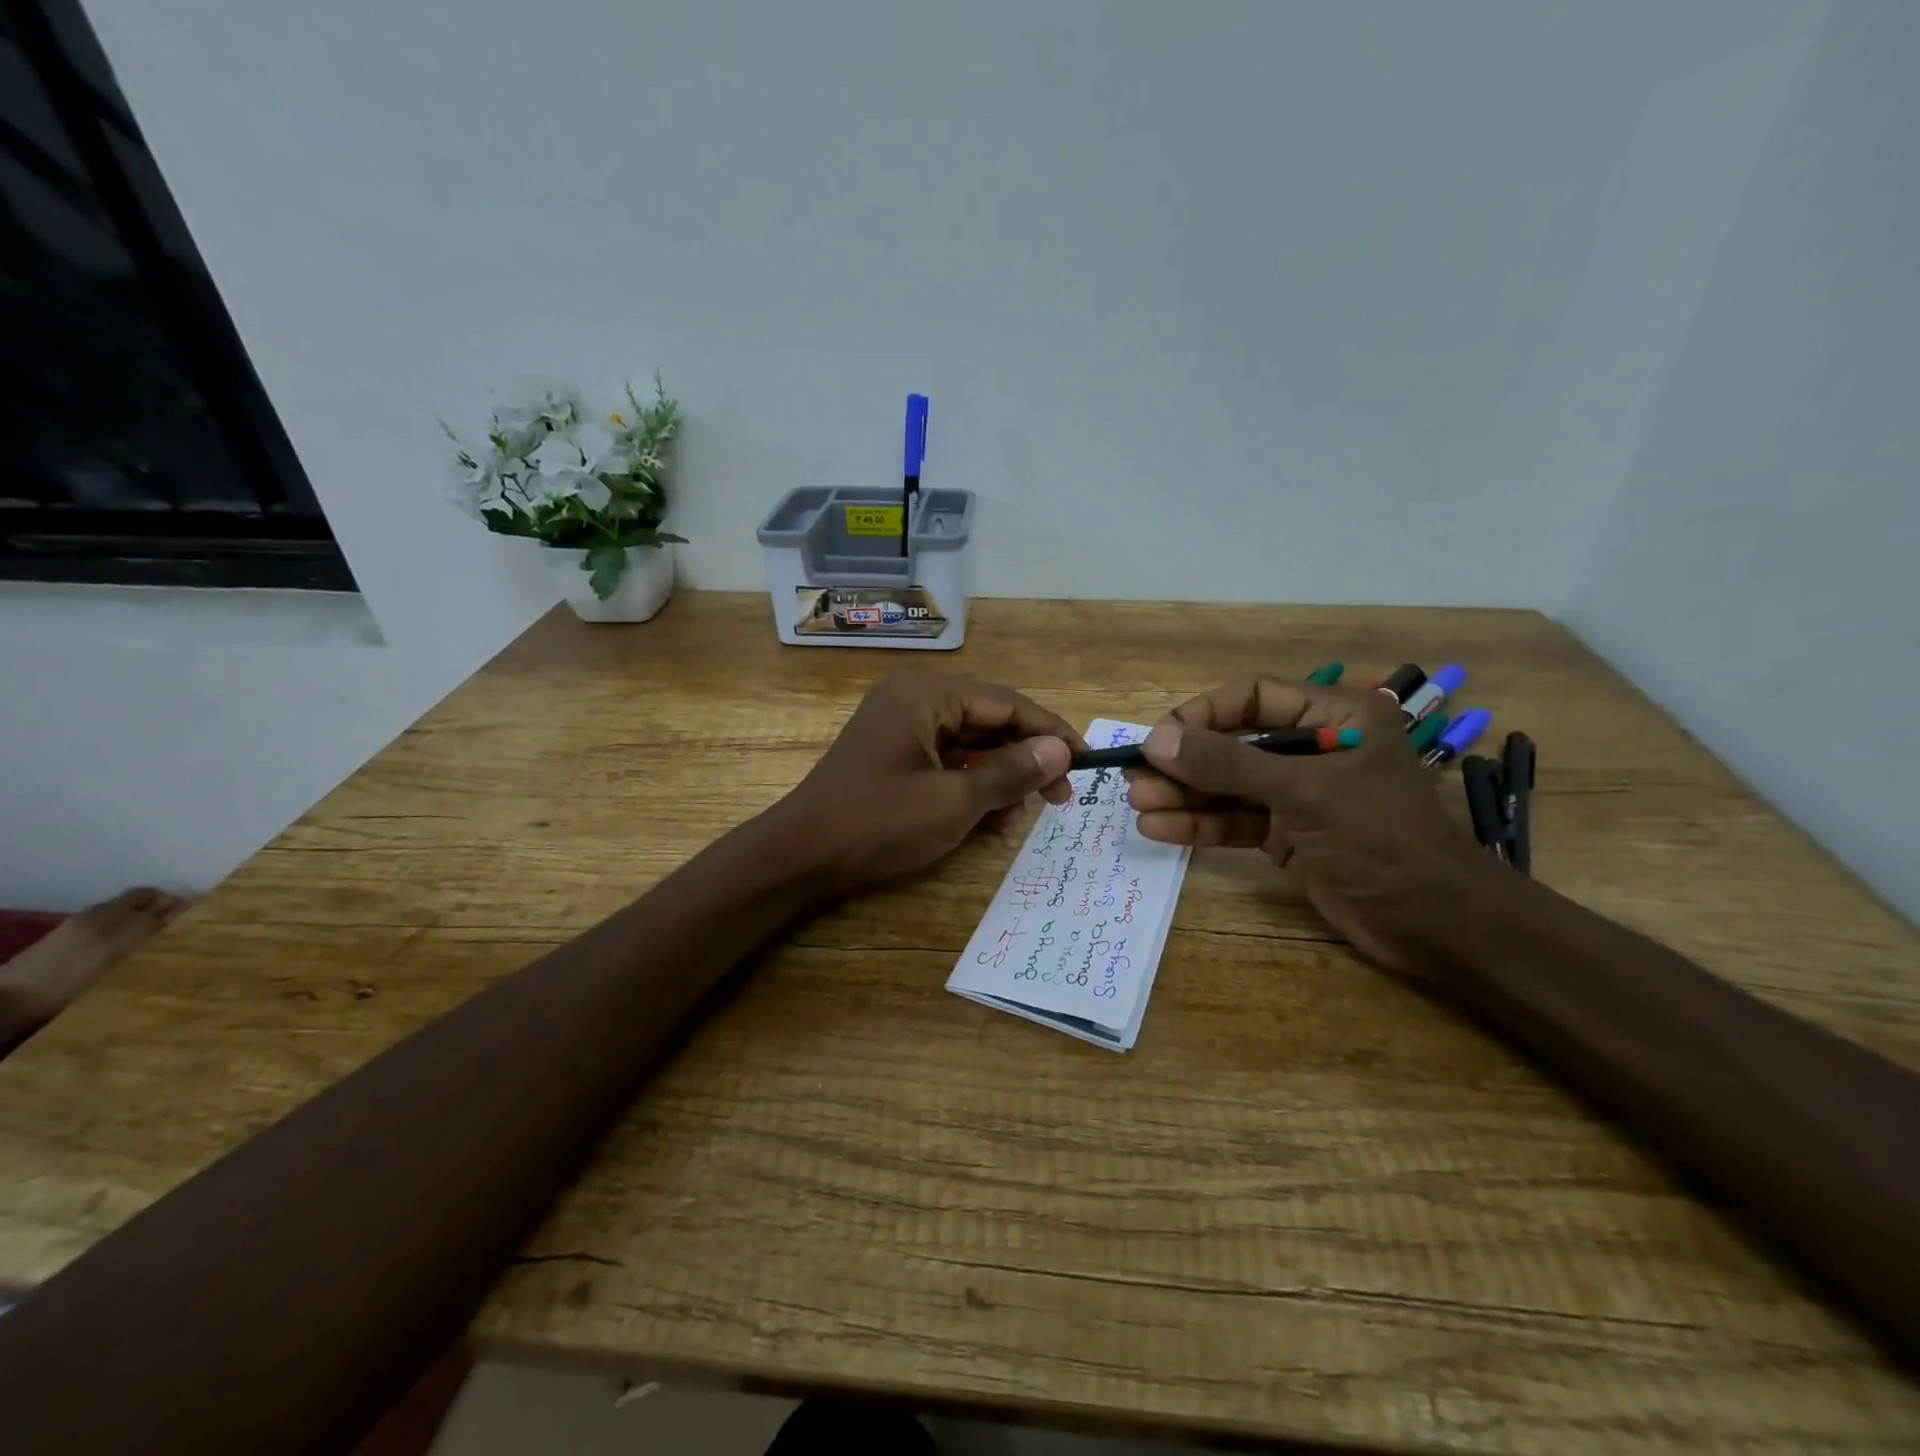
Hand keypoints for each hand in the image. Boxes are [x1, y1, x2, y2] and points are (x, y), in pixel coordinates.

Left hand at [777, 672, 1083, 892]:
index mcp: (927, 694)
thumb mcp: (953, 802)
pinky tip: (990, 817)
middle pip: (989, 719)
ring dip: (1000, 775)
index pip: (1007, 703)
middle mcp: (914, 698)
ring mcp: (901, 725)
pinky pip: (946, 758)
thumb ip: (1010, 772)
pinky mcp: (894, 753)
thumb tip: (1060, 751)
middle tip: (1060, 798)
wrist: (800, 856)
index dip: (1050, 733)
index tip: (1086, 764)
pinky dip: (971, 784)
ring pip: (970, 742)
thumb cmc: (877, 824)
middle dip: (1026, 758)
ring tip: (1019, 817)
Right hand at [1126, 677, 1490, 975]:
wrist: (1435, 924)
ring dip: (1184, 795)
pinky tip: (1161, 829)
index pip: (1252, 697)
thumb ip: (1228, 764)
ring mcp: (1297, 795)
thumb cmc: (1381, 839)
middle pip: (1232, 744)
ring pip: (1227, 785)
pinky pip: (1234, 820)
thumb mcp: (1304, 792)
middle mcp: (1313, 749)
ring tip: (1138, 805)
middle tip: (1135, 778)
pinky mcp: (1287, 835)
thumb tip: (1156, 741)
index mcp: (1334, 717)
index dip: (1201, 715)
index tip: (1158, 739)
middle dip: (1184, 763)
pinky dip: (1200, 825)